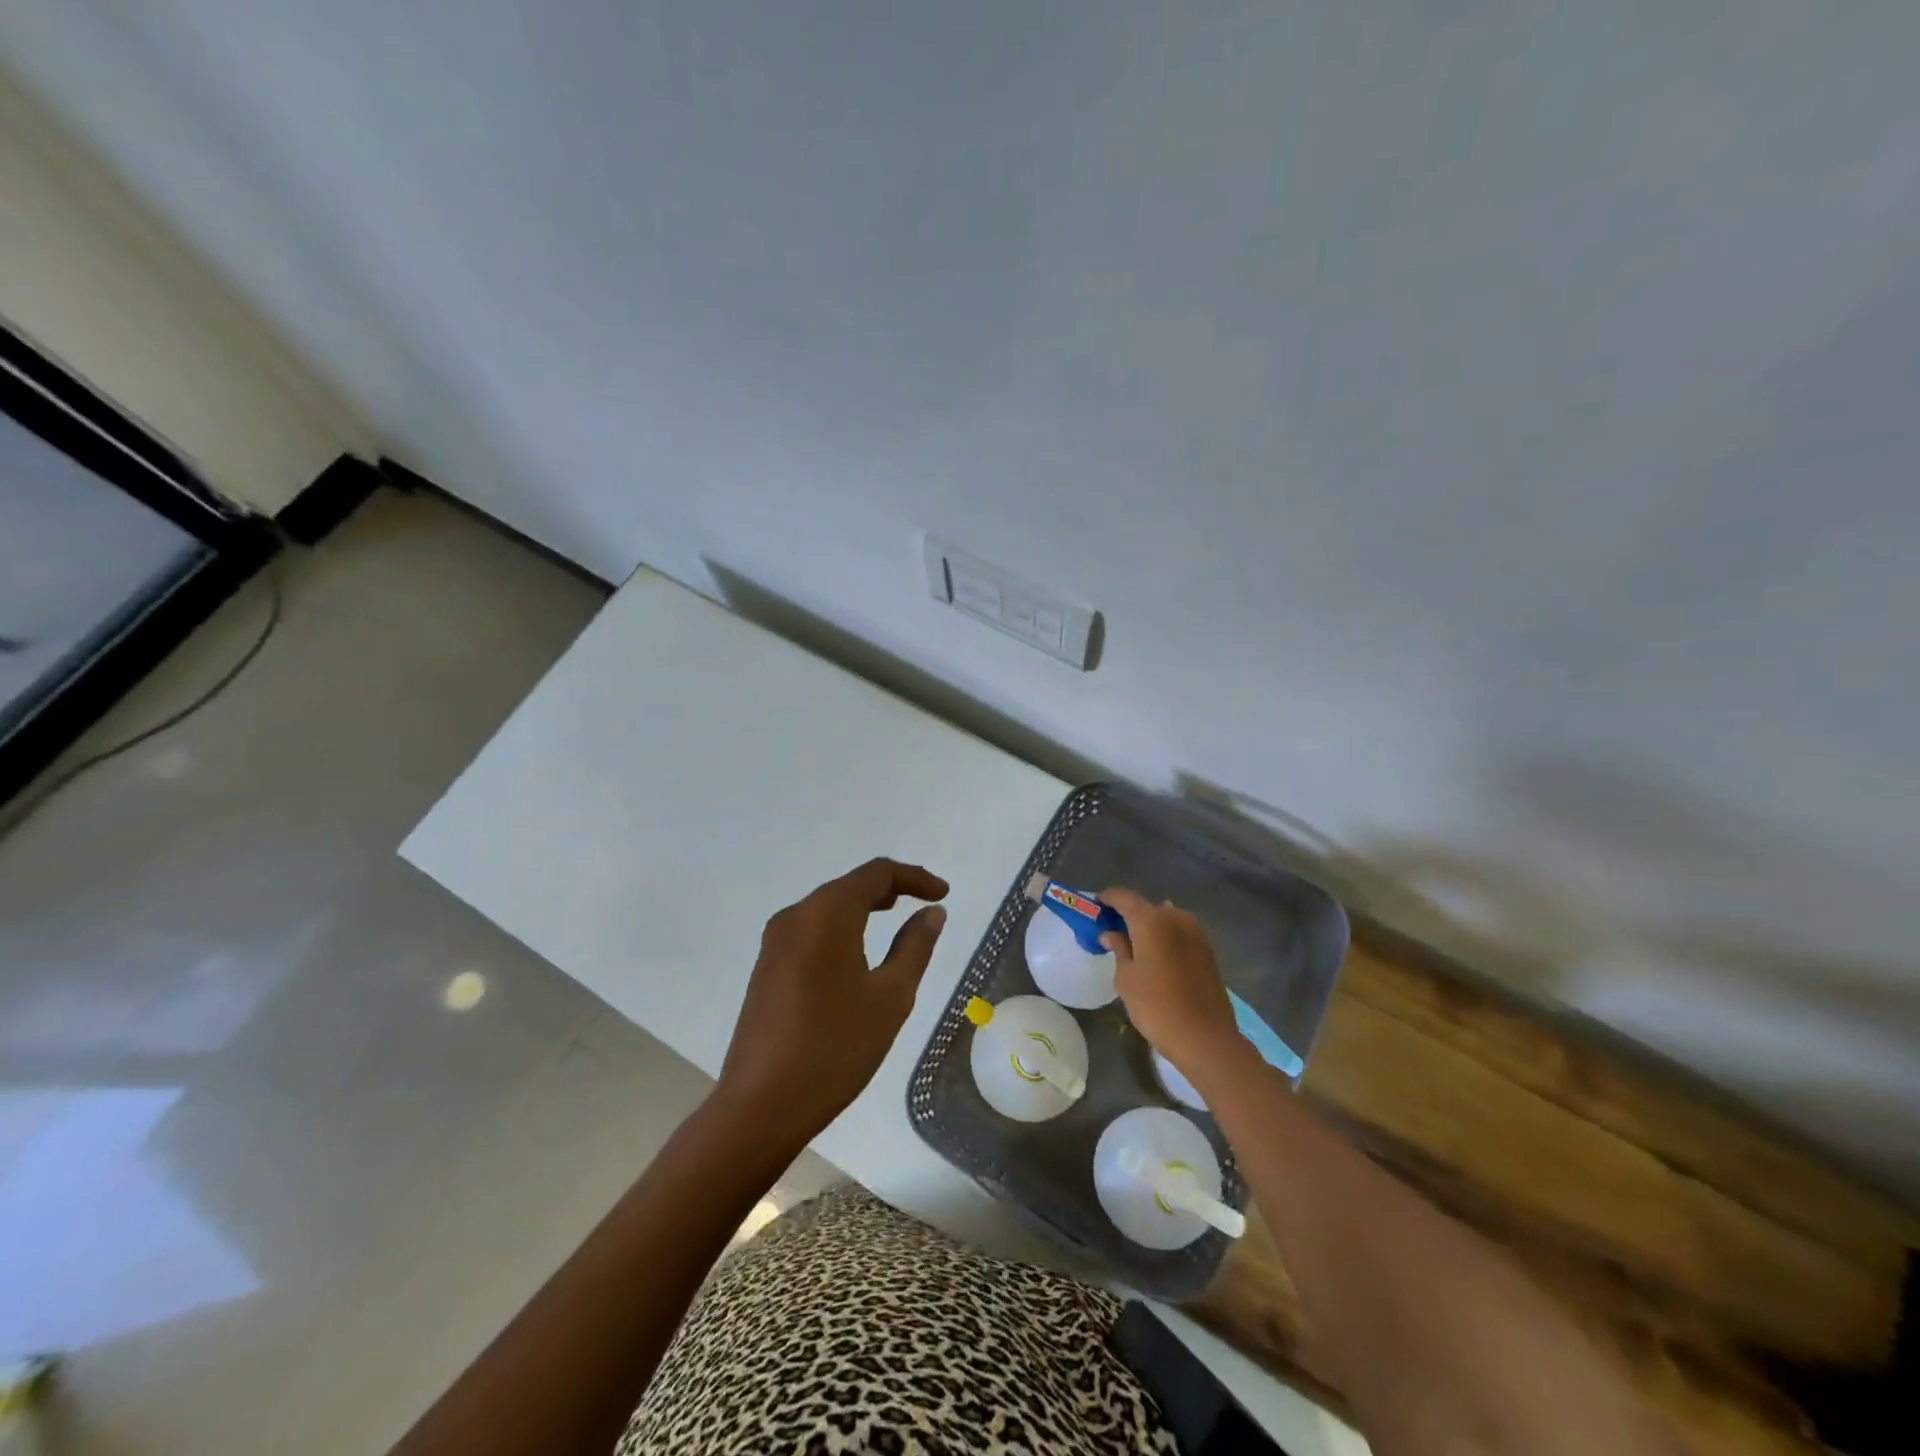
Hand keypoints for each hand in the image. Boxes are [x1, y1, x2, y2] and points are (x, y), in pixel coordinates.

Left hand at [716, 858, 948, 1147]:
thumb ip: (915, 946)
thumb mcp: (890, 997)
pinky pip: (811, 930)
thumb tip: (931, 912)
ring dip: (864, 907)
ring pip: (828, 907)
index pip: (876, 873)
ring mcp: (775, 941)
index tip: (943, 893)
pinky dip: (841, 928)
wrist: (760, 1106)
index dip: (914, 877)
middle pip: (849, 885)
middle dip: (890, 889)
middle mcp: (796, 915)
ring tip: (896, 921)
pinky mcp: (766, 966)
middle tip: (924, 904)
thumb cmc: (835, 1047)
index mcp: (826, 913)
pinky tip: (857, 954)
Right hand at [1100, 887, 1239, 1075]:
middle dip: (1128, 915)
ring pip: (1165, 919)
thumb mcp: (1126, 978)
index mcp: (1150, 919)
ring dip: (1149, 927)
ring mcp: (1195, 932)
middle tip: (1112, 931)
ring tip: (1135, 946)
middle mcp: (1175, 917)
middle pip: (1146, 907)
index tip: (1095, 907)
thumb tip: (1112, 934)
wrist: (1205, 1037)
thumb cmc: (1156, 1006)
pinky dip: (1165, 938)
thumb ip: (1119, 949)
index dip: (1107, 898)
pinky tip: (1157, 957)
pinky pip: (1179, 933)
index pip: (1123, 897)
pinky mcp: (1207, 950)